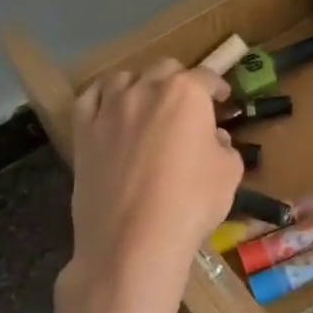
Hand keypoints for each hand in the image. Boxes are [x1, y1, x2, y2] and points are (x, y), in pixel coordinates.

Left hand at [63, 59, 242, 312]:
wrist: (133, 242)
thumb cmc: (191, 204)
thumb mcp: (229, 173)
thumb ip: (224, 146)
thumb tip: (213, 138)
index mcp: (186, 94)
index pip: (206, 77)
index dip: (217, 87)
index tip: (222, 99)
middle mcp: (146, 90)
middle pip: (165, 70)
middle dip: (181, 82)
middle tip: (188, 106)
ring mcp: (109, 108)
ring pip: (125, 78)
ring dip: (141, 85)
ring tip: (147, 104)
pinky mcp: (83, 131)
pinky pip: (90, 98)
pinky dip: (104, 97)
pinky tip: (110, 108)